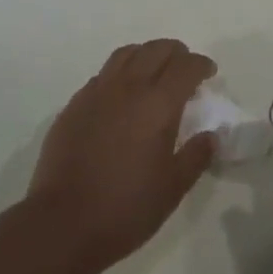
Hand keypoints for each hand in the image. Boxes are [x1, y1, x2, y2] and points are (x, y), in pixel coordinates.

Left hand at [25, 38, 217, 273]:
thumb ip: (195, 157)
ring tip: (153, 71)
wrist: (61, 224)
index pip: (186, 66)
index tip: (209, 73)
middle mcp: (129, 86)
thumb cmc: (124, 208)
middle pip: (157, 49)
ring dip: (146, 55)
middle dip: (177, 53)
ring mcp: (98, 91)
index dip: (201, 65)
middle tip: (185, 69)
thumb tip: (211, 135)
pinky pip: (103, 74)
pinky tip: (120, 94)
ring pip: (127, 54)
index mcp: (158, 103)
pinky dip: (120, 73)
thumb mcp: (172, 189)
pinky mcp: (76, 103)